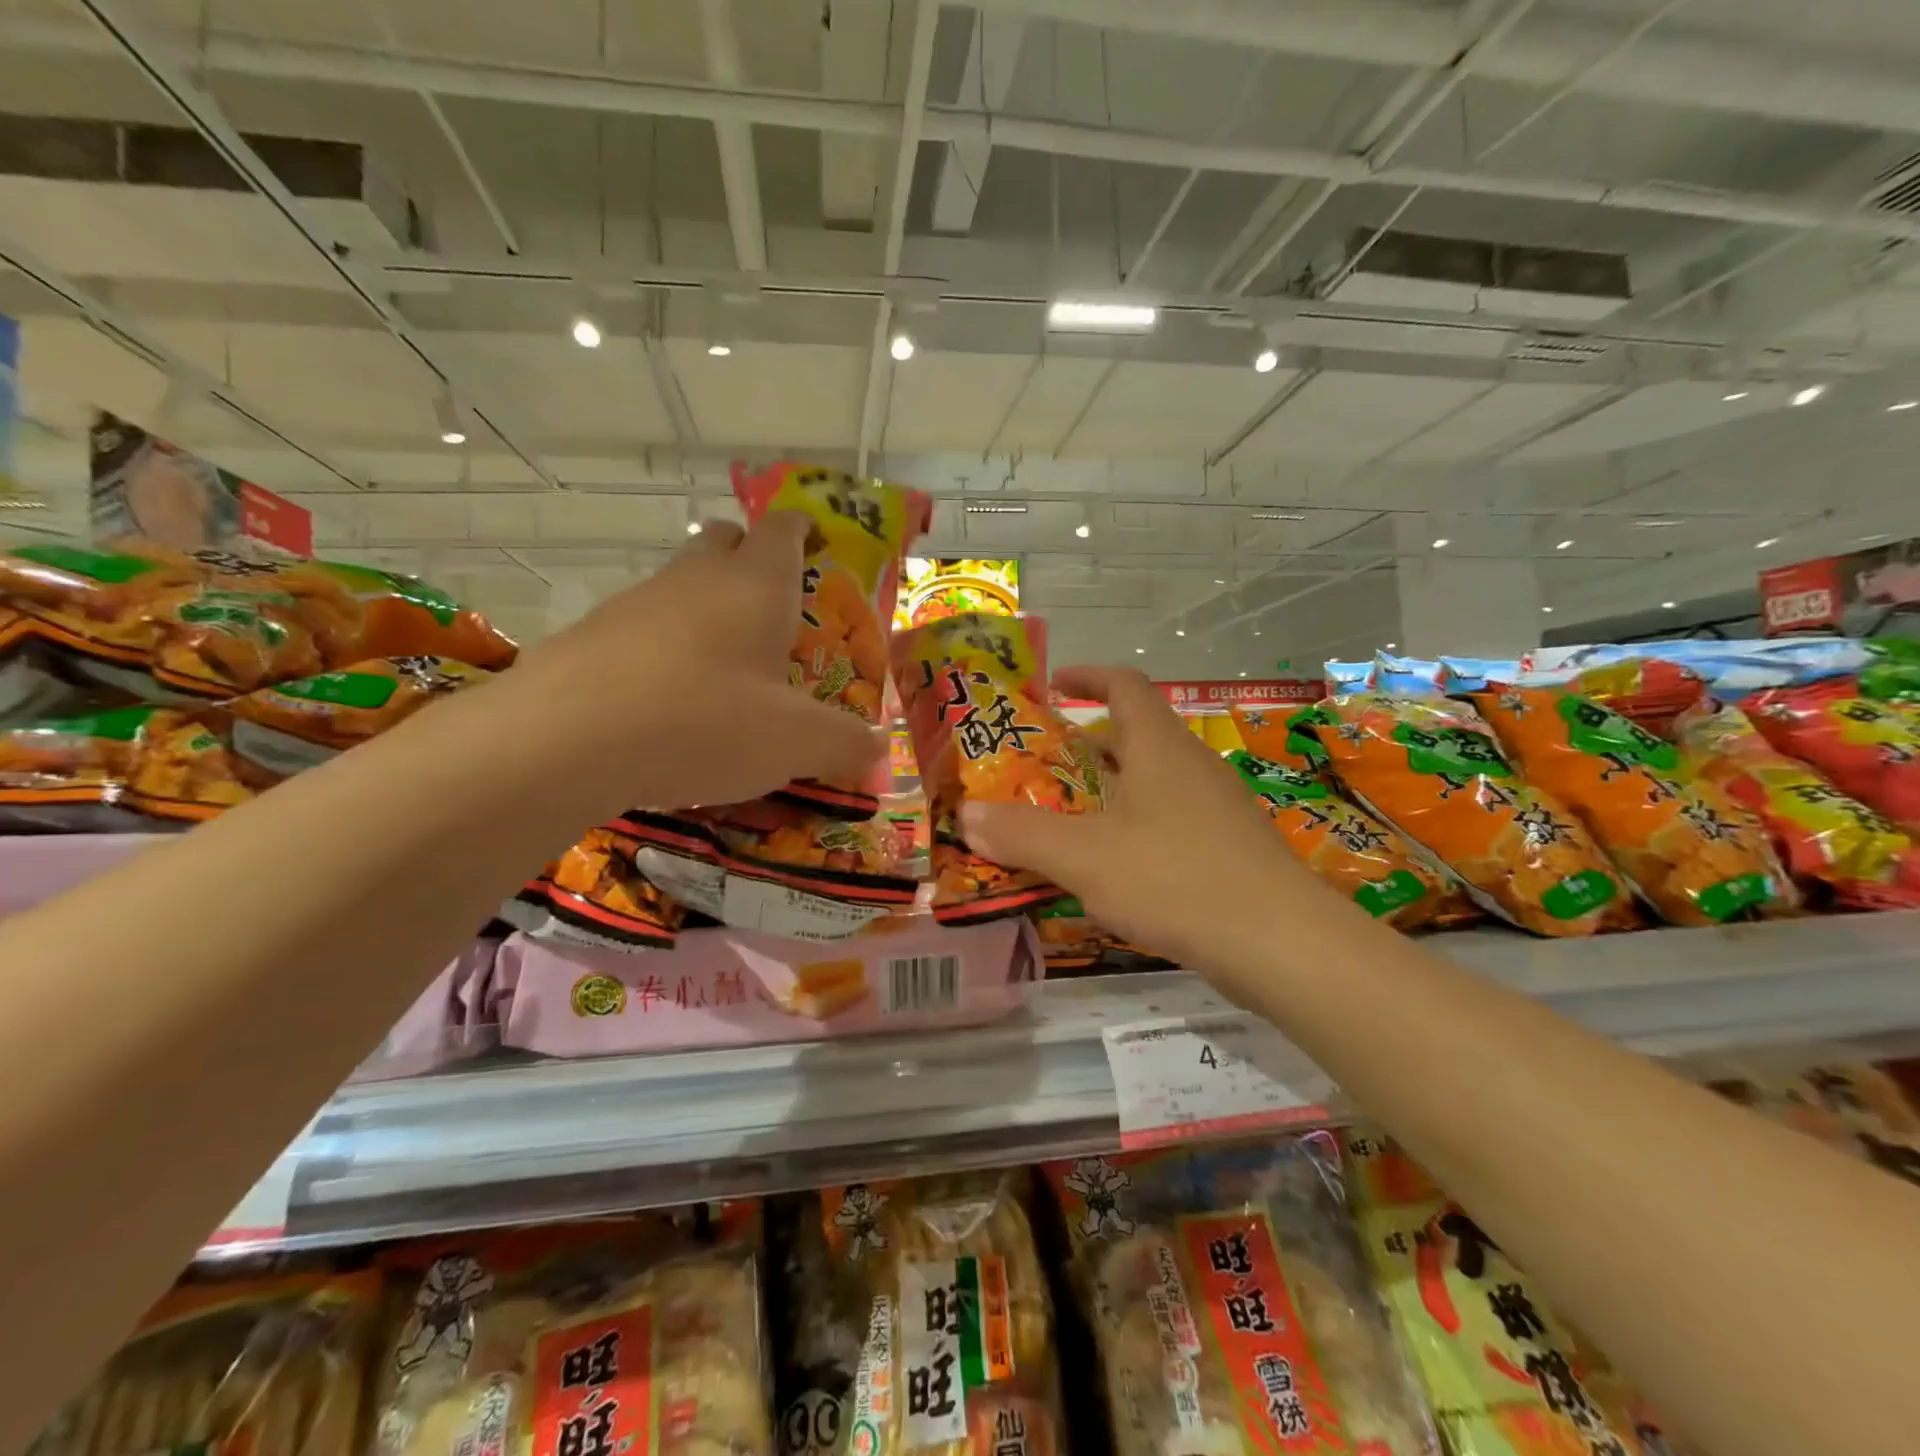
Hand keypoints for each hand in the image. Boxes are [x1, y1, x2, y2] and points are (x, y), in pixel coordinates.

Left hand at [506, 513, 880, 811]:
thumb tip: (878, 748)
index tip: (818, 541)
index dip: (804, 528)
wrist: (566, 740)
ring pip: (682, 583)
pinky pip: (644, 627)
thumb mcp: (797, 743)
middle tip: (776, 607)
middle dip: (752, 558)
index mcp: (756, 585)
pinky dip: (666, 647)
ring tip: (727, 666)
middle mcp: (696, 578)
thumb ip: (847, 743)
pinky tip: (671, 699)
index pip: (784, 528)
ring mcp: (638, 602)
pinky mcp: (593, 635)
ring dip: (708, 607)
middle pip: (726, 540)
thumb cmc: (705, 721)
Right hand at [959, 666, 1323, 970]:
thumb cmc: (1175, 878)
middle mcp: (1193, 765)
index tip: (1053, 686)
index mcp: (1159, 747)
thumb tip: (967, 815)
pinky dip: (1137, 827)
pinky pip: (1173, 820)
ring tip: (1071, 819)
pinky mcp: (1232, 848)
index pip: (1125, 685)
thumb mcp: (1084, 857)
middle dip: (1089, 744)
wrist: (1281, 943)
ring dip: (1113, 789)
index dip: (1088, 676)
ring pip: (1156, 781)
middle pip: (1138, 735)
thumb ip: (1022, 834)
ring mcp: (1219, 807)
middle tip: (1044, 766)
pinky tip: (1118, 869)